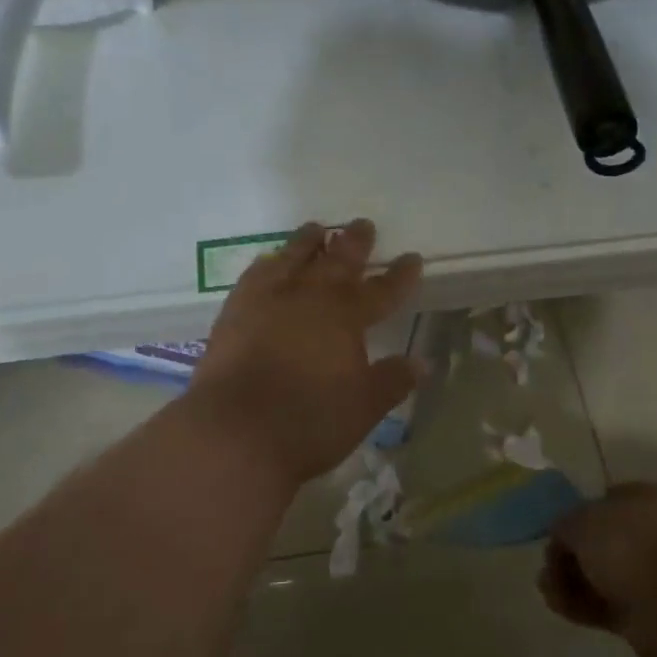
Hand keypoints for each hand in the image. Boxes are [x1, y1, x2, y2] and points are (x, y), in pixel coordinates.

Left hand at [189, 219, 424, 484]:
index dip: (399, 276)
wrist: (235, 432)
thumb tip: (422, 362)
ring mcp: (268, 300)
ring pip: (293, 258)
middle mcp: (309, 298)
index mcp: (346, 317)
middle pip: (337, 262)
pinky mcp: (234, 312)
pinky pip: (255, 275)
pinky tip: (269, 261)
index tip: (411, 258)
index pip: (381, 290)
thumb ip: (392, 380)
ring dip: (308, 242)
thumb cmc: (310, 422)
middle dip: (354, 243)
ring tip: (316, 228)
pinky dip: (268, 263)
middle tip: (363, 224)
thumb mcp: (364, 407)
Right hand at [539, 483, 656, 656]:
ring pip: (599, 576)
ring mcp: (649, 576)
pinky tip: (559, 604)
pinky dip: (580, 605)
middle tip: (548, 567)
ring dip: (570, 582)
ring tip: (548, 588)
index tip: (554, 534)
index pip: (602, 502)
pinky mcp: (645, 614)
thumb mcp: (581, 520)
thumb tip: (561, 537)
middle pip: (598, 543)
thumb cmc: (631, 544)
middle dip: (569, 555)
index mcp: (641, 500)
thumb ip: (563, 525)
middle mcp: (648, 535)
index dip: (574, 517)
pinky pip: (604, 605)